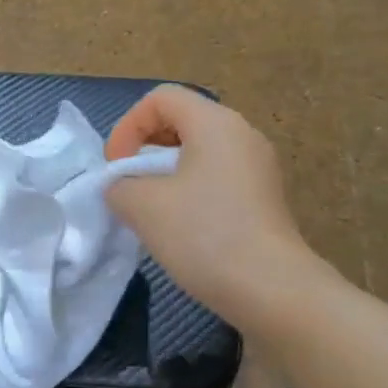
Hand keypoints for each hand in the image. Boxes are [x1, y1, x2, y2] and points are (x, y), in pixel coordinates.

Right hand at [105, 85, 310, 329]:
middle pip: (182, 121)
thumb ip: (119, 186)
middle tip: (128, 185)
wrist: (271, 289)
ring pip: (199, 153)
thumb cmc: (204, 234)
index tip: (116, 168)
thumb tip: (122, 187)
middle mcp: (242, 135)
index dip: (128, 126)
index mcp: (215, 123)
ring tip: (150, 209)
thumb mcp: (143, 205)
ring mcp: (258, 167)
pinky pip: (217, 178)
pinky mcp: (264, 198)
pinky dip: (189, 191)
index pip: (161, 98)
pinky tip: (180, 227)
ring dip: (165, 173)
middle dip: (145, 148)